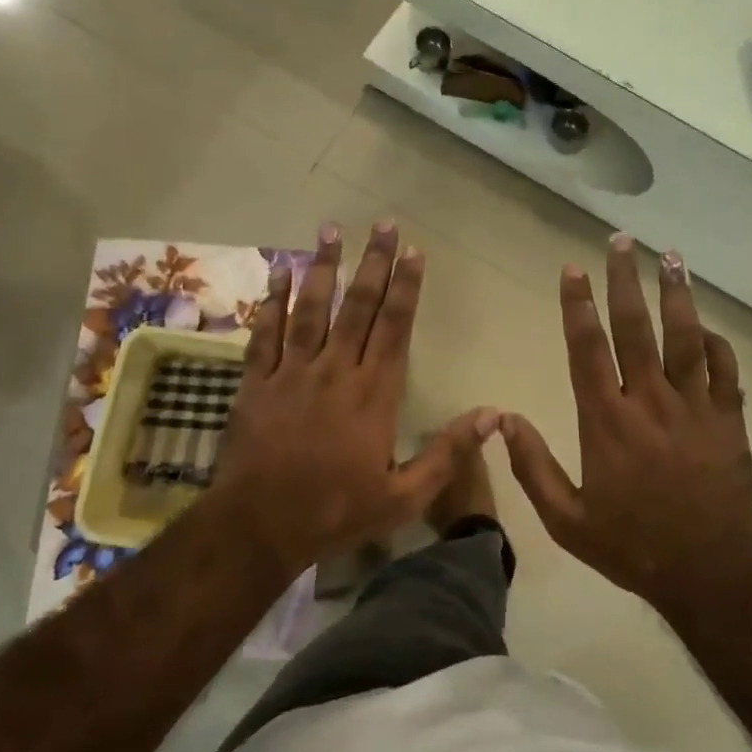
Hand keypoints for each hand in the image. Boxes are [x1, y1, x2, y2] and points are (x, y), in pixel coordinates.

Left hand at [209, 219, 497, 576]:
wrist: (258, 528)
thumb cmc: (335, 512)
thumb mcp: (404, 497)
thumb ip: (448, 454)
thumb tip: (494, 416)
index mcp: (373, 394)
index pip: (394, 327)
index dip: (406, 287)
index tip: (413, 251)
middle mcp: (335, 371)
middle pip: (357, 307)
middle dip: (373, 262)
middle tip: (382, 223)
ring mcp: (292, 373)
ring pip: (311, 309)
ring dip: (324, 268)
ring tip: (332, 230)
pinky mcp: (257, 383)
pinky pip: (265, 333)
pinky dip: (272, 300)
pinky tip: (280, 271)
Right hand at [502, 235, 751, 613]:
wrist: (709, 572)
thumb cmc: (632, 545)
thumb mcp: (567, 520)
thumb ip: (532, 468)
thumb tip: (502, 419)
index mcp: (607, 422)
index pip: (588, 349)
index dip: (578, 306)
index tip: (573, 269)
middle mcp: (650, 402)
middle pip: (636, 329)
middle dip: (626, 281)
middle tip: (622, 241)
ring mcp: (695, 407)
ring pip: (685, 338)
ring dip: (677, 295)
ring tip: (672, 257)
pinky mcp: (729, 420)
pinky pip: (726, 370)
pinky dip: (717, 344)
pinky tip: (708, 325)